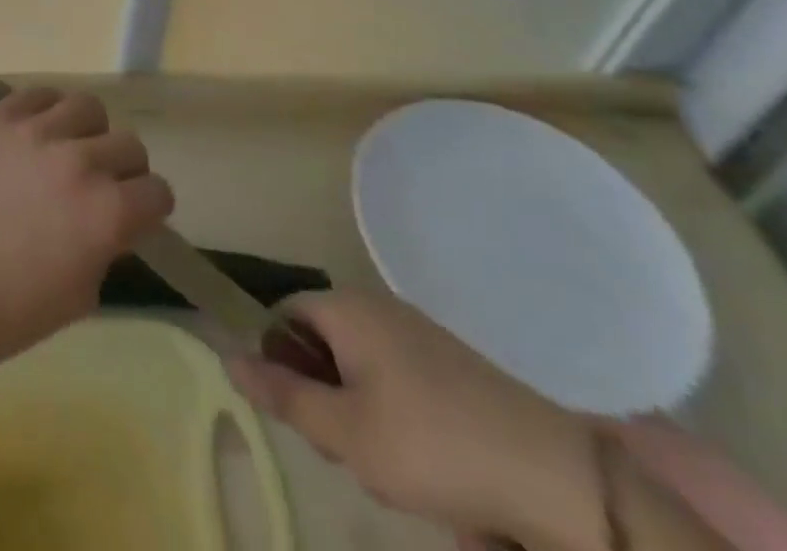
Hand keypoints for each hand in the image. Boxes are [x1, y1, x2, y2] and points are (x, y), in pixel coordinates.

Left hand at [0, 87, 173, 372]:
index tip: (136, 213)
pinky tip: (35, 131)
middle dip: (124, 168)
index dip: (150, 207)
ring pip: (87, 106)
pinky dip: (45, 110)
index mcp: (107, 213)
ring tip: (68, 147)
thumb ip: (106, 245)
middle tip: (101, 183)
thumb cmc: (12, 310)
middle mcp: (79, 162)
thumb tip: (112, 218)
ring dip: (88, 130)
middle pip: (129, 144)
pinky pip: (38, 95)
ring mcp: (35, 133)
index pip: (157, 191)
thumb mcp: (82, 293)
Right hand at [227, 290, 599, 549]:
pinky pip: (395, 378)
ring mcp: (417, 333)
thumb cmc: (433, 448)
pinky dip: (393, 416)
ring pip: (358, 367)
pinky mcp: (449, 364)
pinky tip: (422, 465)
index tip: (300, 418)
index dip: (279, 363)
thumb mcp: (346, 434)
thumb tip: (229, 357)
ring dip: (357, 414)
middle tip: (346, 452)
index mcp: (346, 308)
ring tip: (388, 469)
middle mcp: (377, 306)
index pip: (283, 316)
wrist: (558, 481)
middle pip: (320, 342)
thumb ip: (284, 395)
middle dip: (322, 397)